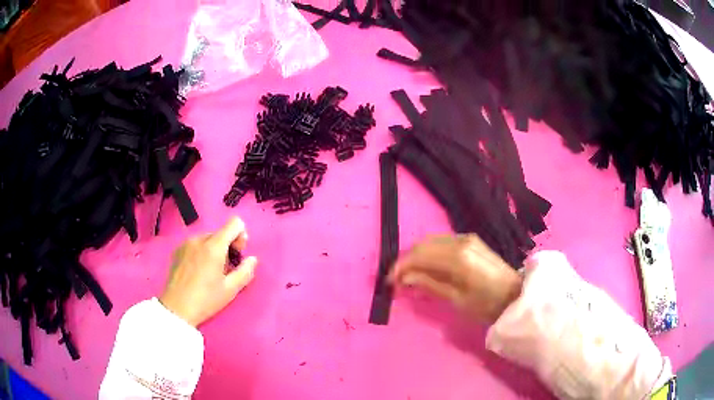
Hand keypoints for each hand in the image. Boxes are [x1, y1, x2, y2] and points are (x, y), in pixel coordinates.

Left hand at [160, 217, 257, 326]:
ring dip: (214, 250)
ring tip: (210, 272)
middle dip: (227, 247)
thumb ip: (245, 271)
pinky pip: (195, 245)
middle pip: (221, 233)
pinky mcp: (177, 250)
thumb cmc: (206, 300)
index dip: (240, 236)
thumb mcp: (230, 289)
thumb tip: (252, 259)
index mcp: (214, 246)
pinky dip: (201, 253)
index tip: (237, 255)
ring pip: (208, 239)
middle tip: (226, 269)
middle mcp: (199, 239)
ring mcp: (186, 243)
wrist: (177, 309)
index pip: (234, 223)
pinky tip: (197, 272)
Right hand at [390, 234, 522, 323]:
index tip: (389, 282)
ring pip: (432, 242)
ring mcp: (467, 238)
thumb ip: (429, 284)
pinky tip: (427, 266)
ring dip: (417, 256)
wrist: (515, 296)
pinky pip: (442, 242)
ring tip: (410, 275)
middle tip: (397, 280)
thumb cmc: (487, 304)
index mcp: (457, 257)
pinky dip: (430, 253)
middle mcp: (460, 241)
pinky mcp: (471, 241)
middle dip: (407, 261)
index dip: (400, 267)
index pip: (419, 255)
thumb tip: (405, 278)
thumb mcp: (457, 299)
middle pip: (423, 245)